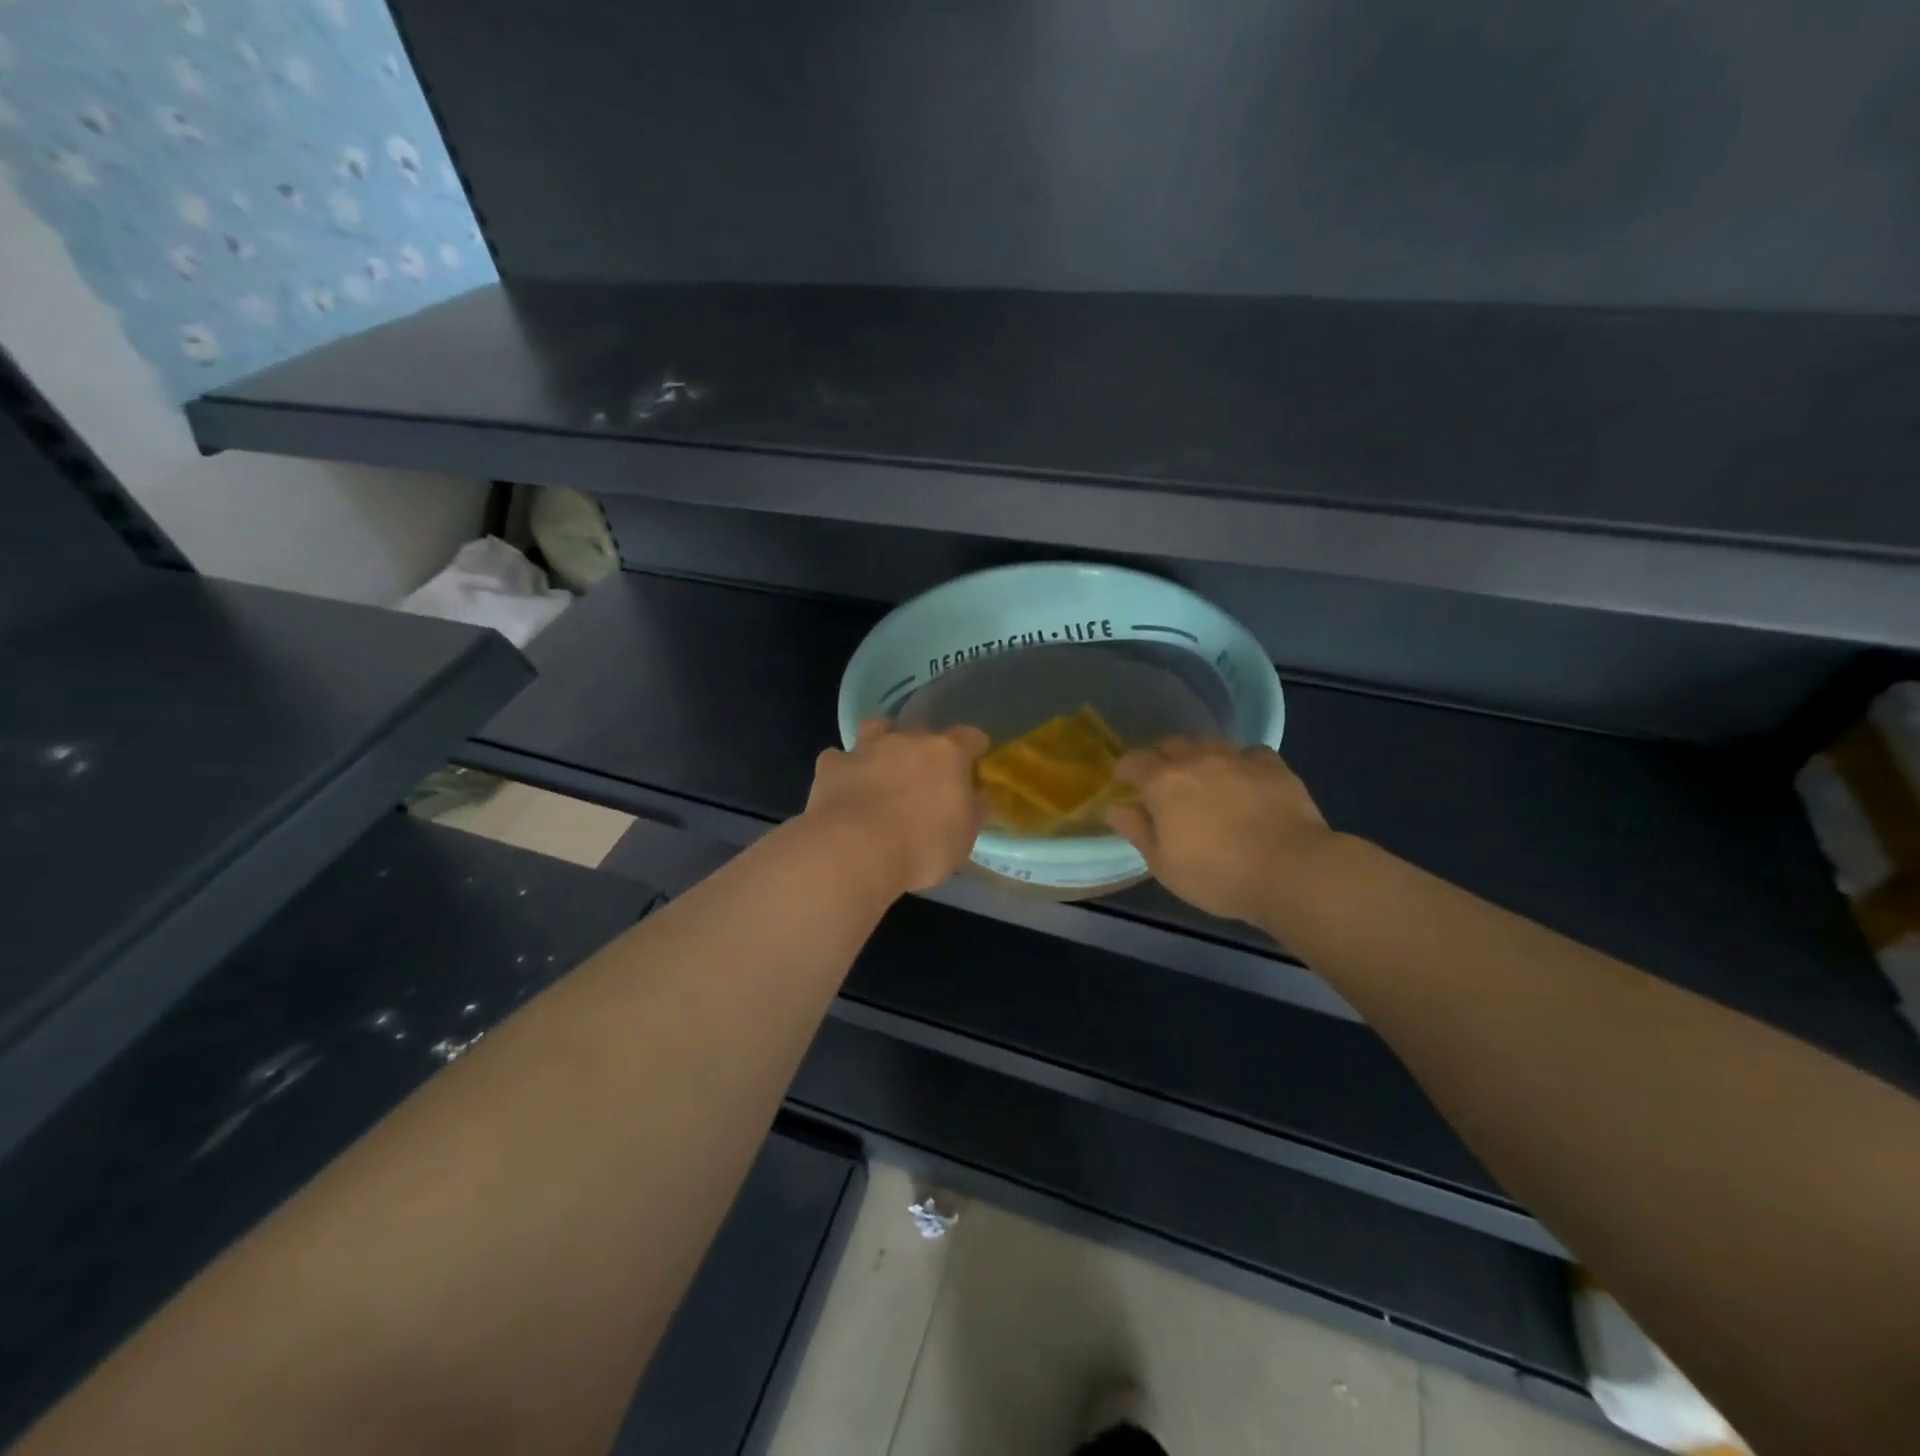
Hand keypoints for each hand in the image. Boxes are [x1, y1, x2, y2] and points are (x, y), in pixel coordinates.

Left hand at [804, 719, 989, 896]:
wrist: (855, 851)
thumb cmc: (922, 847)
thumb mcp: (964, 838)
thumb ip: (973, 810)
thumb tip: (979, 795)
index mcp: (947, 755)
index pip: (969, 737)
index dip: (973, 747)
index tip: (974, 760)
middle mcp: (907, 741)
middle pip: (922, 732)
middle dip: (926, 749)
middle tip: (925, 777)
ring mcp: (867, 749)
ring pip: (876, 729)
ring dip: (881, 741)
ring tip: (882, 764)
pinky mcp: (832, 766)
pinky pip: (839, 758)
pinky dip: (844, 769)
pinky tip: (844, 786)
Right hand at [1106, 740, 1339, 926]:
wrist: (1291, 870)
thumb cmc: (1217, 874)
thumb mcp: (1164, 864)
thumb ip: (1137, 831)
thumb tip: (1115, 808)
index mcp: (1164, 782)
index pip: (1134, 761)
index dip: (1125, 770)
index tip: (1124, 783)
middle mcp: (1198, 760)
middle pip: (1170, 745)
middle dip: (1160, 758)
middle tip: (1161, 782)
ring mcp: (1238, 758)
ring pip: (1208, 744)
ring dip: (1198, 757)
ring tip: (1202, 778)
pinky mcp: (1273, 766)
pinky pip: (1249, 753)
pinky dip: (1240, 762)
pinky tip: (1245, 780)